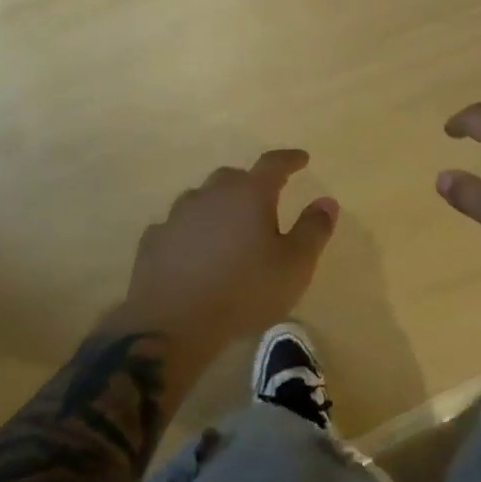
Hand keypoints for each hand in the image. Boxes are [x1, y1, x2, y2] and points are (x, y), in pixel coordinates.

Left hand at [122, 150, 337, 347]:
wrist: (172, 323)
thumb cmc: (245, 291)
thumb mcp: (295, 265)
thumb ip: (313, 229)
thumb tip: (327, 201)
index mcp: (249, 194)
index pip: (273, 164)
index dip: (290, 160)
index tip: (302, 158)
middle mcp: (211, 194)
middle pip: (233, 177)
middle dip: (251, 184)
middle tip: (264, 200)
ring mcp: (177, 216)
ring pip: (201, 199)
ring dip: (217, 207)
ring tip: (228, 228)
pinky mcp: (153, 241)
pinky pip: (177, 227)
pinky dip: (189, 232)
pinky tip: (193, 251)